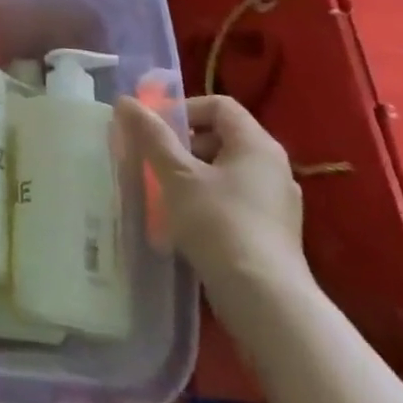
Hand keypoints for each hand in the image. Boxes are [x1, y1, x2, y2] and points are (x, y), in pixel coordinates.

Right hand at [118, 93, 306, 293]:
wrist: (265, 301)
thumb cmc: (219, 224)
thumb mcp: (177, 175)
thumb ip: (151, 136)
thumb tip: (125, 101)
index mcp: (257, 144)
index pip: (219, 105)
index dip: (183, 109)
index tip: (155, 132)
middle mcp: (274, 167)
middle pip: (222, 137)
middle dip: (183, 145)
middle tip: (155, 163)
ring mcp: (277, 202)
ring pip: (226, 171)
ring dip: (192, 175)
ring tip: (164, 195)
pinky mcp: (273, 232)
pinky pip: (234, 200)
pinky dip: (208, 201)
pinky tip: (186, 224)